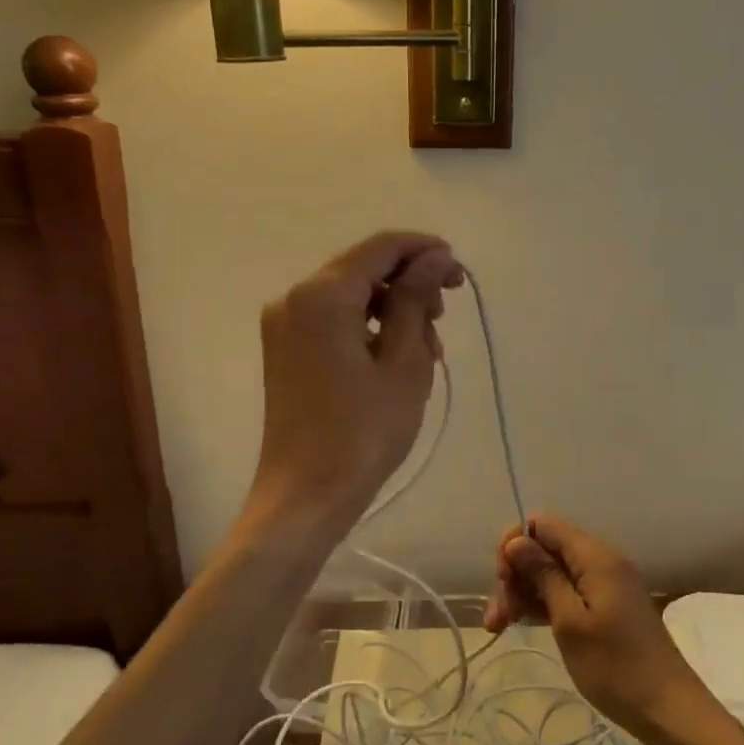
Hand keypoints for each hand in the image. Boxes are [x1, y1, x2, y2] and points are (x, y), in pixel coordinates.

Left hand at [245, 231, 462, 539]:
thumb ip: (417, 299)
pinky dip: (368, 327)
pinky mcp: (285, 349)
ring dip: (393, 309)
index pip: (381, 248)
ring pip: (351, 295)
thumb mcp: (404, 362)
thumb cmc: (363, 431)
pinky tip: (396, 358)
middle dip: (409, 284)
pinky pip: (334, 319)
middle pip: (363, 269)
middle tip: (445, 316)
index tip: (458, 272)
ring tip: (427, 350)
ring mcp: (285, 324)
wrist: (306, 495)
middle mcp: (295, 298)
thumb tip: (434, 256)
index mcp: (322, 295)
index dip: (424, 251)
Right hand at [484, 515, 716, 744]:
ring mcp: (606, 583)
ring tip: (501, 627)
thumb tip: (516, 541)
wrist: (668, 710)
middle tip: (498, 618)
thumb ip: (543, 576)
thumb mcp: (570, 622)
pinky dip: (545, 603)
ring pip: (554, 572)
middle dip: (517, 575)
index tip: (502, 581)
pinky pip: (568, 590)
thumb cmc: (615, 667)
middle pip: (546, 549)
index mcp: (595, 556)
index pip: (543, 525)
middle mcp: (601, 560)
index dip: (516, 545)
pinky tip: (524, 624)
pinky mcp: (607, 605)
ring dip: (525, 593)